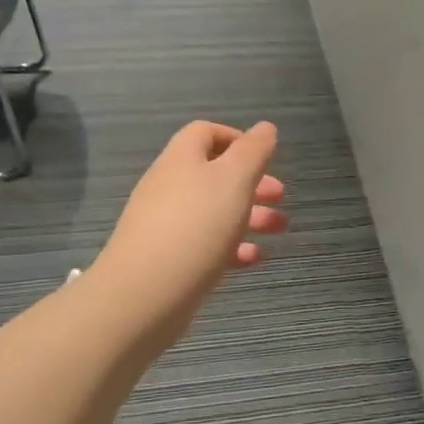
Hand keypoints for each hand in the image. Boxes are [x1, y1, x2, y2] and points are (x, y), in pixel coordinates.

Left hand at [97, 120, 285, 329]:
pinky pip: (203, 244)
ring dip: (249, 216)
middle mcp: (169, 187)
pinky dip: (231, 247)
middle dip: (251, 183)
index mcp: (182, 159)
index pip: (205, 133)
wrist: (143, 295)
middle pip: (213, 174)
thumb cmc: (196, 227)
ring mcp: (164, 225)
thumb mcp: (234, 180)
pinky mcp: (166, 260)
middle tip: (280, 196)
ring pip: (213, 211)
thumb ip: (253, 151)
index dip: (236, 138)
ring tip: (279, 229)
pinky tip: (254, 260)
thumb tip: (265, 128)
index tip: (265, 157)